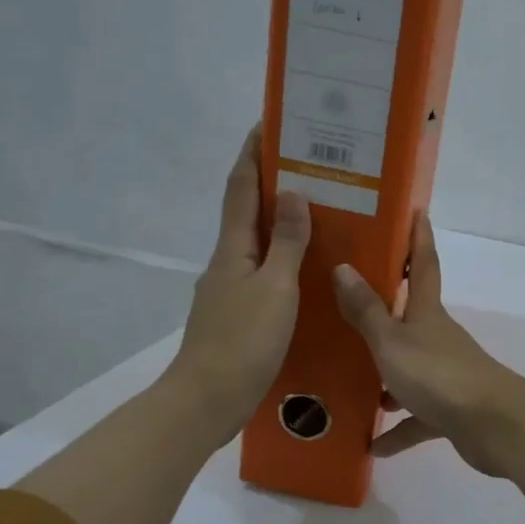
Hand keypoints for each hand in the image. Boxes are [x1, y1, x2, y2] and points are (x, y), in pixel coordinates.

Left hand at [168, 126, 310, 443]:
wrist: (207, 400)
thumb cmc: (243, 341)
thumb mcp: (275, 289)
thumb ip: (287, 242)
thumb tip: (294, 192)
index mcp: (233, 249)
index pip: (241, 188)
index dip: (253, 154)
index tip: (270, 123)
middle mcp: (227, 262)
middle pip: (247, 212)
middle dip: (271, 184)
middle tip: (310, 166)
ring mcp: (229, 291)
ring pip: (257, 245)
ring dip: (279, 223)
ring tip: (317, 213)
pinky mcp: (238, 316)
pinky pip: (263, 273)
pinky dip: (282, 259)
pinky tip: (306, 271)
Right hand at [332, 213, 524, 476]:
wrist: (493, 426)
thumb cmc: (438, 375)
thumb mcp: (392, 343)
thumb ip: (367, 311)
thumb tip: (343, 267)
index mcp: (427, 314)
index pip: (424, 265)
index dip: (418, 238)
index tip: (417, 210)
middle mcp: (438, 339)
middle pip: (411, 317)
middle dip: (386, 309)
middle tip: (351, 302)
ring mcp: (446, 375)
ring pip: (409, 371)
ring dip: (385, 379)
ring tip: (351, 384)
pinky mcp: (450, 411)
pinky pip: (417, 419)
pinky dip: (398, 430)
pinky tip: (373, 445)